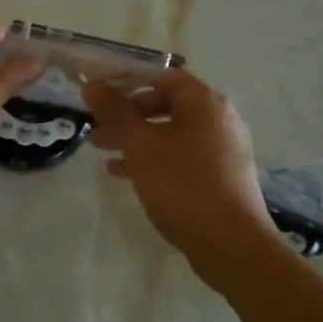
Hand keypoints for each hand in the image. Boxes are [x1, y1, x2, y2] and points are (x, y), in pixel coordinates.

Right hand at [84, 69, 277, 271]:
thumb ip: (115, 113)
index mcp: (205, 103)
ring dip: (136, 139)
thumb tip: (91, 85)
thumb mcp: (141, 146)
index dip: (128, 81)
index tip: (99, 96)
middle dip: (127, 115)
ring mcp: (223, 150)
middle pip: (166, 104)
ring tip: (103, 152)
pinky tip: (125, 175)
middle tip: (97, 128)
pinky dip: (153, 159)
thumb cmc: (183, 186)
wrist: (231, 245)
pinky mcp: (220, 177)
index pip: (163, 76)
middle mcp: (219, 120)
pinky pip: (180, 156)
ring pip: (171, 133)